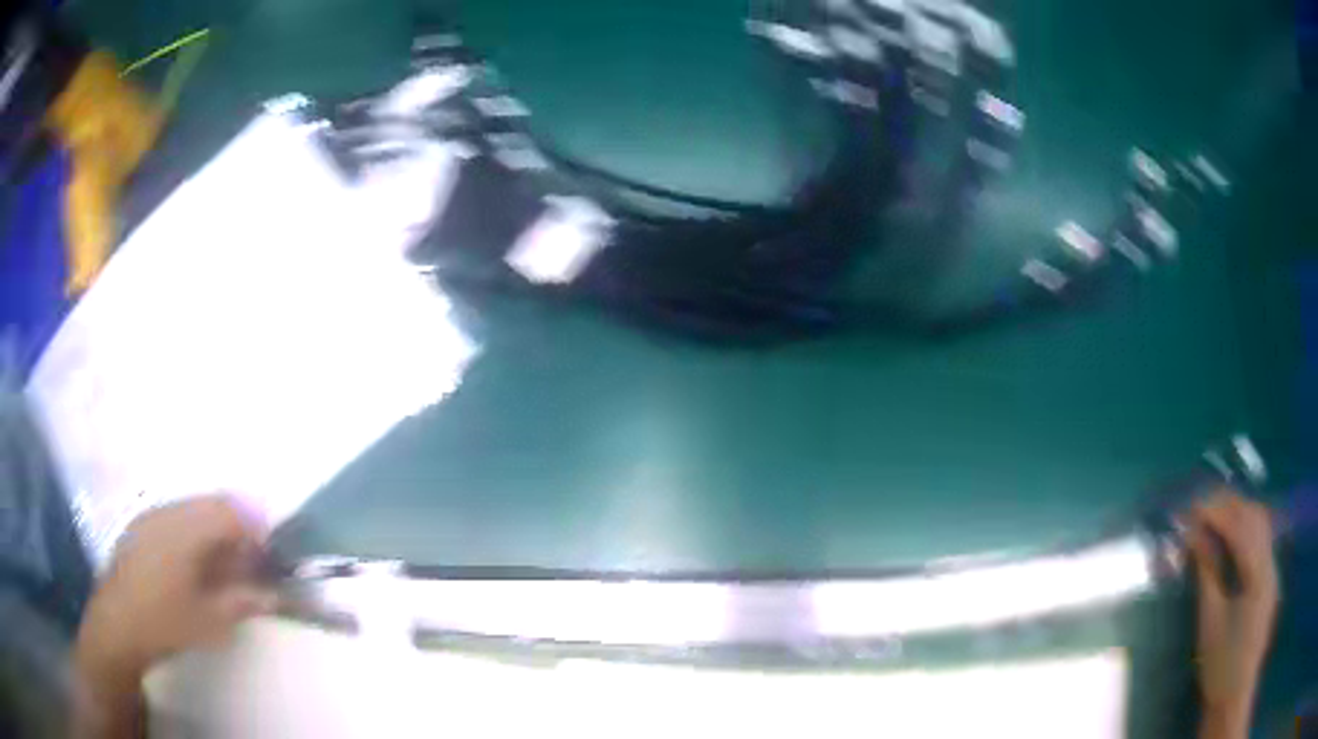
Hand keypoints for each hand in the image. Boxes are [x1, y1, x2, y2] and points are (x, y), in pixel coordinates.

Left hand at [76, 494, 276, 679]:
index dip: (254, 529)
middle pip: (211, 503)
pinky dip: (193, 533)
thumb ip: (243, 602)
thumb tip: (273, 595)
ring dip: (214, 530)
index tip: (267, 557)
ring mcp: (150, 516)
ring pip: (192, 509)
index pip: (229, 511)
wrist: (117, 625)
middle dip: (235, 528)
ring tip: (222, 566)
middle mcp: (167, 511)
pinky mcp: (140, 527)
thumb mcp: (210, 622)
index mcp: (184, 529)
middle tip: (248, 563)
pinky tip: (193, 565)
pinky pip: (175, 517)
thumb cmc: (165, 622)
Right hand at [1187, 490, 1278, 734]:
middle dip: (1229, 507)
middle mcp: (1270, 562)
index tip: (1192, 508)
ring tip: (1213, 520)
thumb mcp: (1210, 623)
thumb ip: (1207, 575)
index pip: (1240, 527)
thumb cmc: (1221, 665)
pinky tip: (1231, 541)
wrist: (1234, 695)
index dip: (1217, 513)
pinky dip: (1245, 531)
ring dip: (1238, 516)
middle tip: (1200, 510)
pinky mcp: (1269, 580)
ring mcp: (1272, 570)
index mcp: (1258, 573)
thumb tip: (1194, 538)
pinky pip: (1261, 541)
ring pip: (1261, 525)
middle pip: (1255, 517)